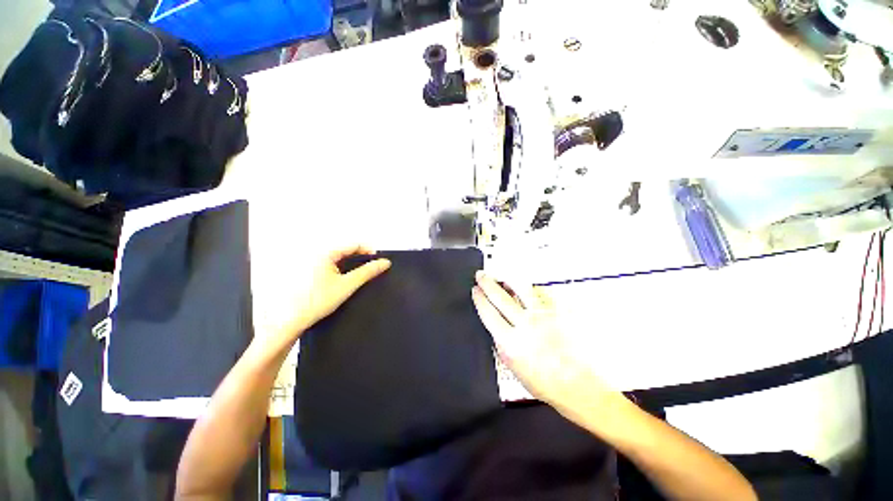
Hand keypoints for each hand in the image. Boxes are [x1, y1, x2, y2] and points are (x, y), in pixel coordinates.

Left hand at [252, 245, 390, 345]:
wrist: (291, 320)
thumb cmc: (316, 301)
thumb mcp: (348, 285)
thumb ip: (368, 272)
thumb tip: (384, 263)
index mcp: (325, 253)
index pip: (354, 245)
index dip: (369, 252)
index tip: (378, 262)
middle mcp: (317, 255)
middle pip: (346, 251)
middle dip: (360, 259)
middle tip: (369, 271)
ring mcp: (311, 264)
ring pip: (339, 259)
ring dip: (351, 266)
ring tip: (358, 278)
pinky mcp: (309, 273)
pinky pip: (331, 266)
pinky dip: (341, 271)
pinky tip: (343, 283)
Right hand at [471, 272, 618, 415]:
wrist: (578, 385)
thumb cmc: (546, 383)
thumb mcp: (513, 367)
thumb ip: (501, 344)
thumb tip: (495, 326)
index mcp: (510, 342)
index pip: (488, 312)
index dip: (479, 299)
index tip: (475, 290)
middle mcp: (525, 324)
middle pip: (500, 296)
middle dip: (487, 283)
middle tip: (481, 275)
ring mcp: (543, 316)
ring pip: (521, 288)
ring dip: (508, 280)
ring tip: (503, 276)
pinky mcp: (558, 312)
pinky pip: (541, 292)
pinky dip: (531, 288)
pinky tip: (527, 287)